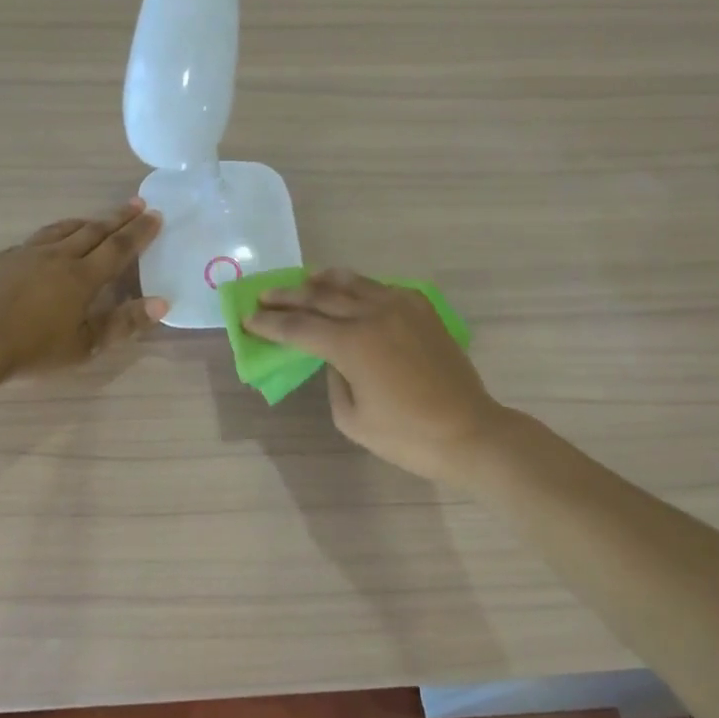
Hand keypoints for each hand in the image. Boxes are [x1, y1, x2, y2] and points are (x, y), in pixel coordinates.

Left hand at [0, 200, 167, 375]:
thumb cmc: (33, 349)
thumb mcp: (85, 345)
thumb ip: (123, 323)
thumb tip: (162, 302)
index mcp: (82, 277)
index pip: (119, 248)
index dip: (139, 232)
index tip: (155, 216)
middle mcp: (58, 257)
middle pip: (94, 231)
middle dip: (118, 218)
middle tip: (137, 204)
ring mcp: (26, 254)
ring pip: (62, 230)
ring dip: (85, 222)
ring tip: (96, 219)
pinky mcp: (1, 259)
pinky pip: (35, 239)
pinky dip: (54, 234)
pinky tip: (49, 242)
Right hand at [244, 269, 503, 483]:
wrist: (470, 432)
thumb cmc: (407, 436)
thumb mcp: (352, 418)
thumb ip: (333, 379)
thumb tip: (333, 356)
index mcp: (351, 344)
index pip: (298, 327)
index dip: (270, 324)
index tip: (248, 320)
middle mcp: (372, 314)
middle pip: (319, 297)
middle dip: (287, 297)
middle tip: (264, 296)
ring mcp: (401, 306)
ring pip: (352, 283)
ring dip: (322, 281)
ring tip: (303, 281)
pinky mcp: (422, 309)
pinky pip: (381, 287)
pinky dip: (358, 286)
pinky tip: (350, 289)